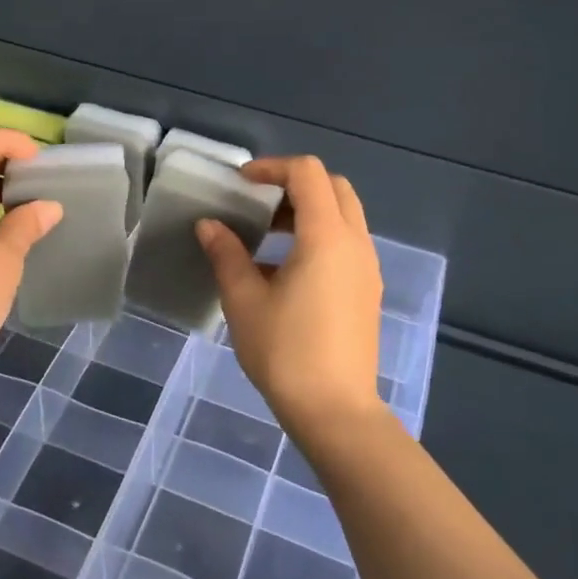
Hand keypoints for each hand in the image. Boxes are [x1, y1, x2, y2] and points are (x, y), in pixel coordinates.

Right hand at [197, 156, 386, 439]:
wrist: (335, 411)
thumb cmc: (285, 352)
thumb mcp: (244, 300)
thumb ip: (227, 254)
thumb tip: (209, 225)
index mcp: (327, 237)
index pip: (308, 173)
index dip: (272, 167)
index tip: (241, 184)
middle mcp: (356, 243)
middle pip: (334, 187)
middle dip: (295, 184)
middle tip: (258, 204)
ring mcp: (367, 267)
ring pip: (344, 215)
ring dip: (308, 211)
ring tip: (266, 236)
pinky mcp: (368, 290)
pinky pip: (347, 243)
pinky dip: (319, 236)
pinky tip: (285, 270)